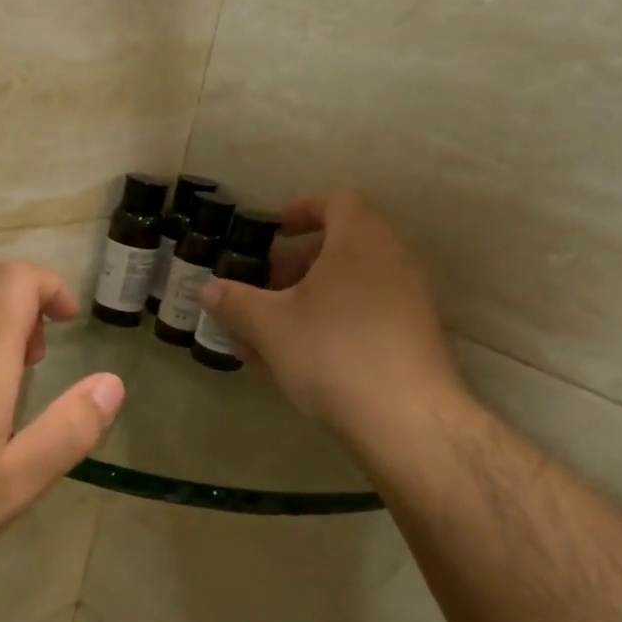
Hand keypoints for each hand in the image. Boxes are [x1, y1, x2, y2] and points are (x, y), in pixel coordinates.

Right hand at [198, 190, 467, 442]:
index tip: (274, 231)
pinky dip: (330, 324)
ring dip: (308, 301)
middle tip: (263, 288)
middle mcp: (392, 259)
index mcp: (360, 239)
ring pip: (349, 287)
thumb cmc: (331, 352)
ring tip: (268, 334)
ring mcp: (408, 299)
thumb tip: (208, 289)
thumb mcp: (270, 325)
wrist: (404, 418)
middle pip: (341, 246)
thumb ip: (236, 302)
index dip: (302, 211)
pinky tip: (297, 360)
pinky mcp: (413, 337)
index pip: (336, 202)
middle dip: (295, 265)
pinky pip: (364, 315)